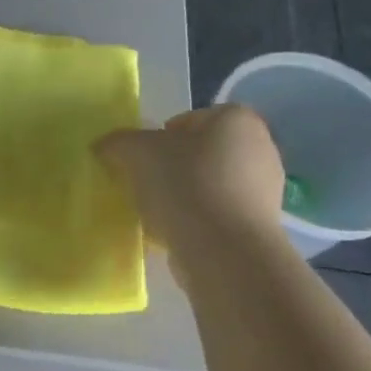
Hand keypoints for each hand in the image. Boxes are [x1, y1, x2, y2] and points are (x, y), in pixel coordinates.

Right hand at [97, 104, 285, 250]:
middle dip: (173, 166)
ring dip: (184, 195)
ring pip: (209, 184)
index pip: (189, 120)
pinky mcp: (260, 225)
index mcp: (236, 120)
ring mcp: (266, 189)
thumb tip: (105, 146)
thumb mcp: (137, 153)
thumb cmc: (185, 185)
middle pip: (200, 152)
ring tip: (157, 213)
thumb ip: (119, 142)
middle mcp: (260, 147)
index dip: (160, 138)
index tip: (142, 160)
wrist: (224, 250)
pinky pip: (218, 214)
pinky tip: (175, 233)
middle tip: (145, 184)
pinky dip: (197, 220)